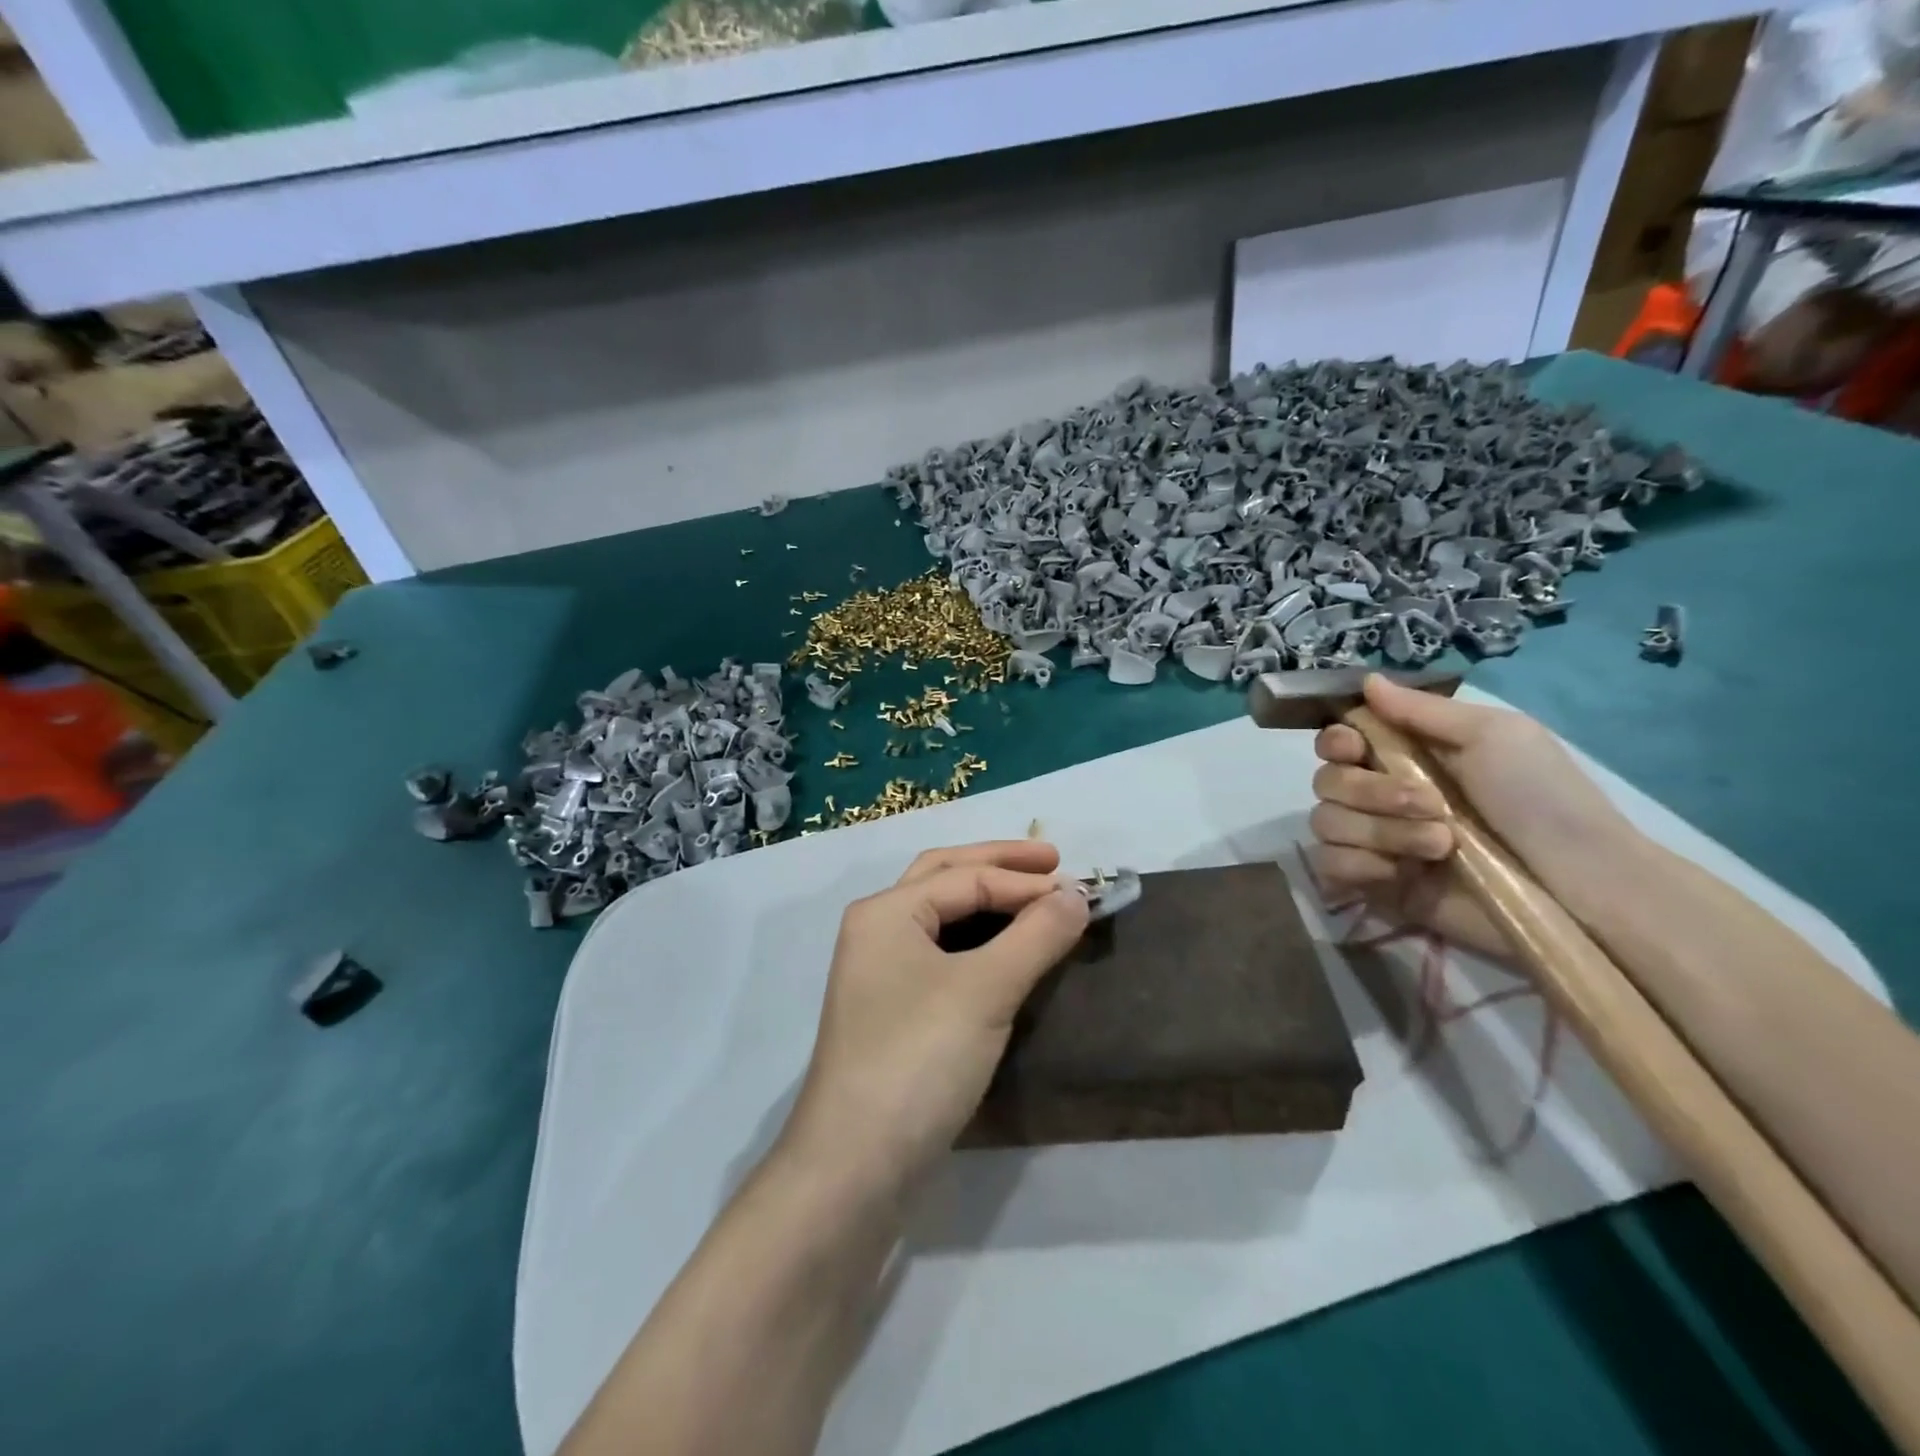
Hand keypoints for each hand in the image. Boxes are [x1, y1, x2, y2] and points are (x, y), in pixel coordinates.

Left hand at [780, 840, 1088, 1198]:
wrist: (855, 1167)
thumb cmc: (918, 1060)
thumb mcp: (985, 990)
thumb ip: (1035, 935)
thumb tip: (1077, 894)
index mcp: (886, 911)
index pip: (966, 877)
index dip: (1026, 881)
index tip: (1083, 890)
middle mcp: (878, 931)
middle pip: (945, 878)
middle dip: (1000, 866)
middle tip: (1054, 863)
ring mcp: (881, 974)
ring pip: (943, 918)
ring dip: (989, 901)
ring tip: (1037, 899)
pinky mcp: (894, 1013)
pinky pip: (943, 956)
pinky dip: (980, 942)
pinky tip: (1008, 952)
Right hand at [1307, 675, 1636, 958]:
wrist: (1576, 885)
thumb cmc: (1542, 799)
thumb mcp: (1493, 735)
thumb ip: (1422, 709)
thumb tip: (1366, 679)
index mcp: (1404, 756)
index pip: (1335, 741)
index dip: (1334, 742)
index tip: (1355, 749)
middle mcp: (1380, 796)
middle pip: (1325, 782)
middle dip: (1370, 792)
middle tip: (1432, 805)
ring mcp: (1375, 841)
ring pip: (1325, 823)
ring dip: (1379, 832)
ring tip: (1439, 846)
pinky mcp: (1374, 884)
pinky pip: (1329, 865)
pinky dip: (1357, 866)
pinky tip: (1399, 874)